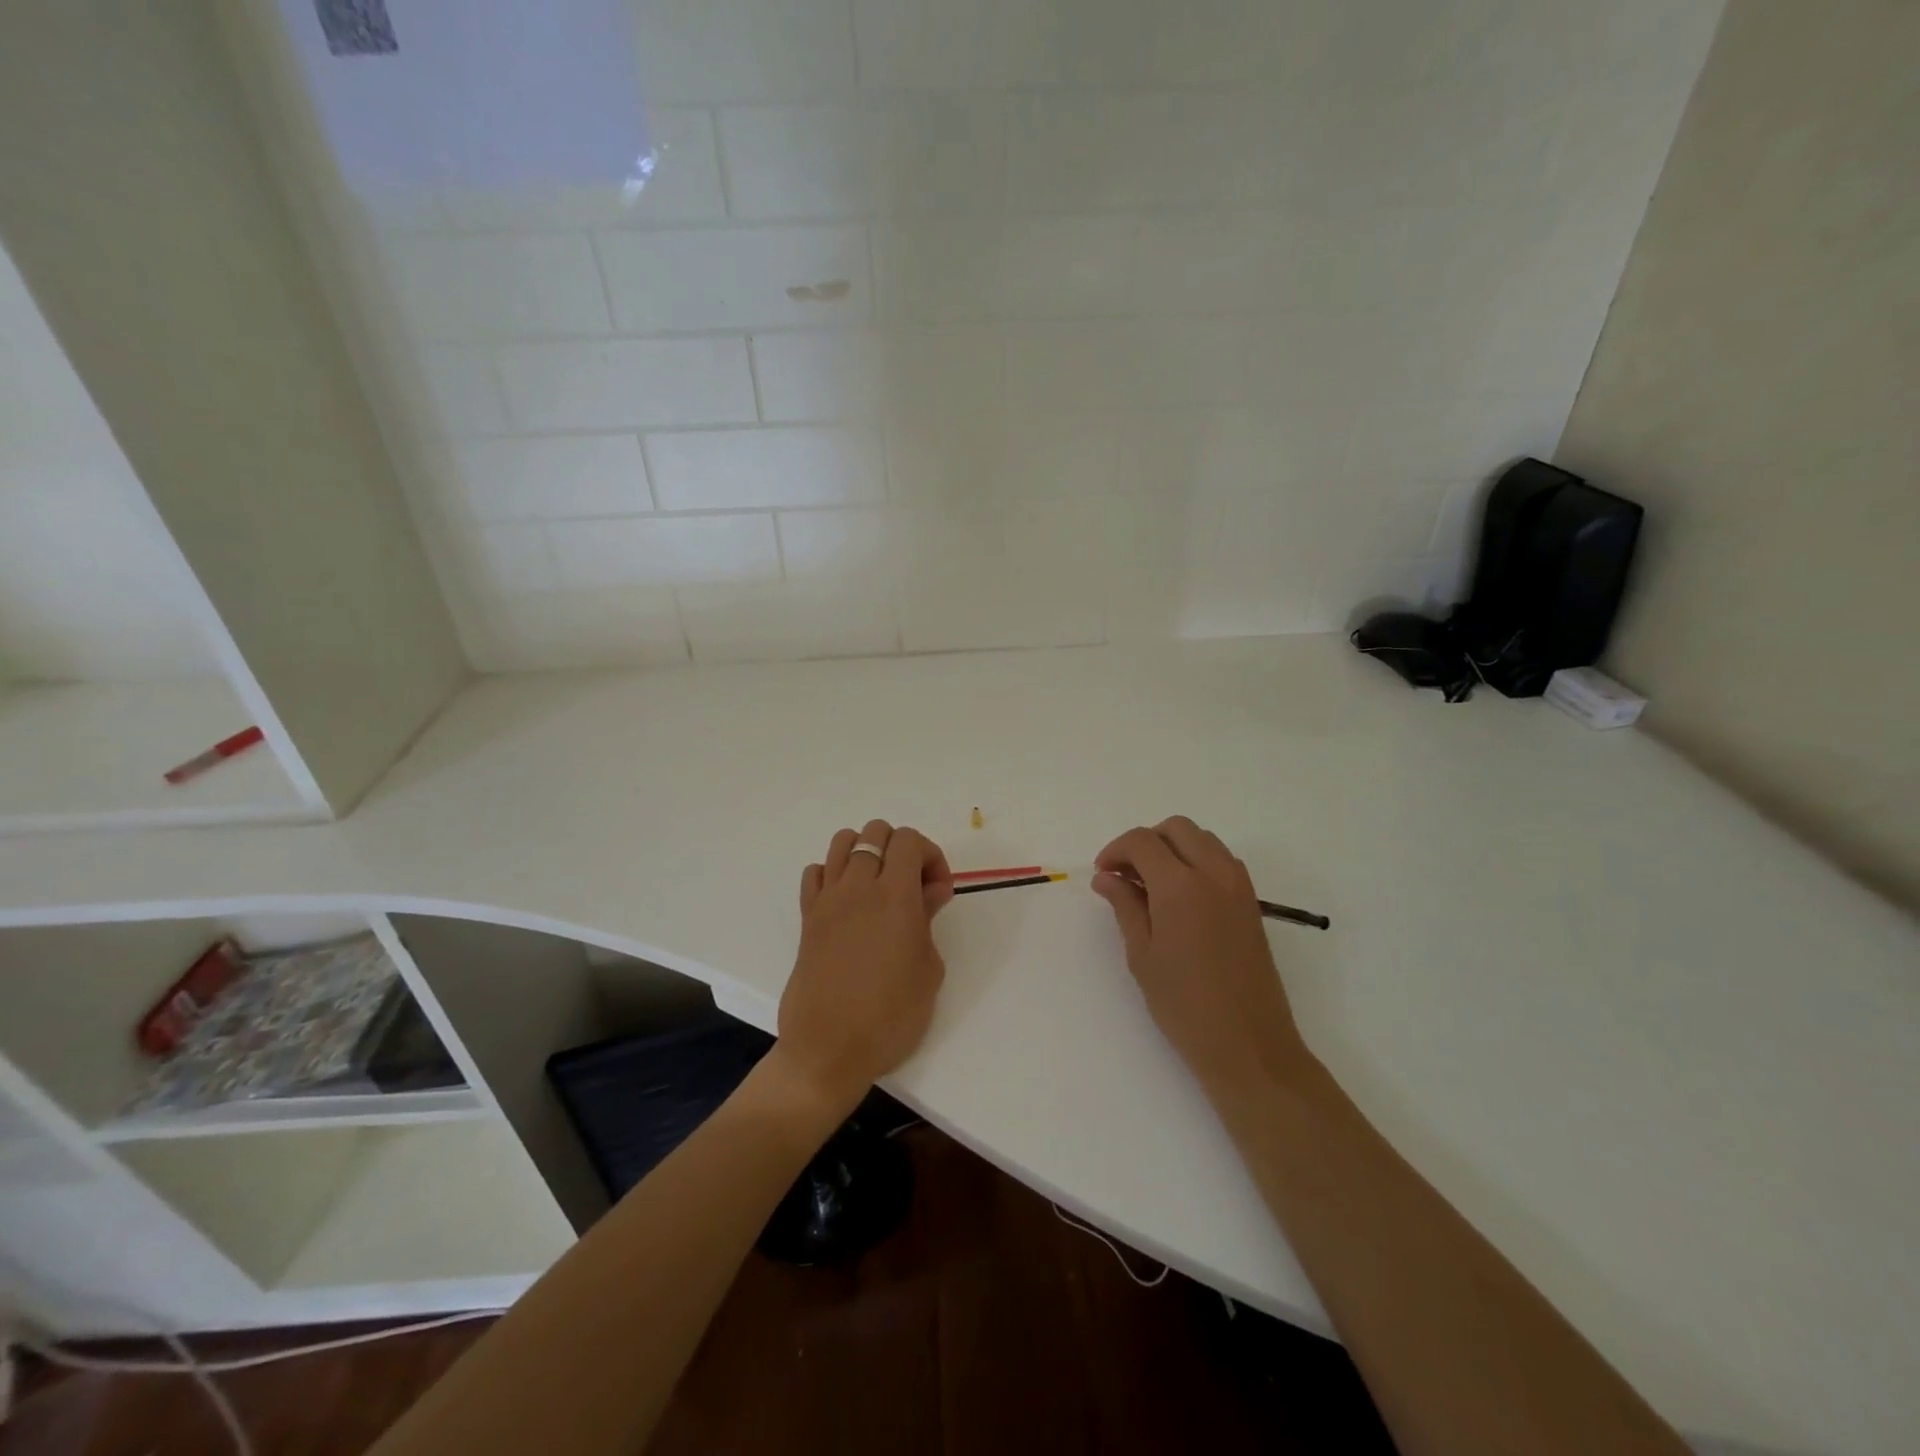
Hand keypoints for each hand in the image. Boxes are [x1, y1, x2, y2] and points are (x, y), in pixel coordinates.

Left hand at [777, 819, 954, 1112]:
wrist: (829, 1050)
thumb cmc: (890, 1017)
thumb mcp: (929, 969)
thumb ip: (928, 919)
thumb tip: (930, 891)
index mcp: (895, 896)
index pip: (909, 840)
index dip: (930, 855)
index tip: (937, 891)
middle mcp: (858, 887)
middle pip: (876, 832)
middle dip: (901, 849)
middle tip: (912, 888)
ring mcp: (827, 899)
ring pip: (843, 841)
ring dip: (866, 853)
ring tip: (878, 888)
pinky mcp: (807, 917)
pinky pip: (816, 872)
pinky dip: (833, 874)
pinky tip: (847, 903)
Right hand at [1091, 816, 1310, 1099]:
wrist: (1249, 1045)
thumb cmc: (1184, 1005)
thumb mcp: (1142, 955)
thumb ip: (1125, 906)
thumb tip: (1106, 877)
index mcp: (1180, 885)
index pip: (1142, 841)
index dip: (1116, 850)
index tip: (1102, 874)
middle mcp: (1214, 873)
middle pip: (1176, 828)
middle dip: (1146, 842)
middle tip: (1125, 875)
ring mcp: (1238, 886)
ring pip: (1202, 840)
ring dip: (1173, 848)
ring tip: (1151, 885)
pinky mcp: (1251, 903)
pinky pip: (1221, 861)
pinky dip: (1196, 862)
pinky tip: (1180, 898)